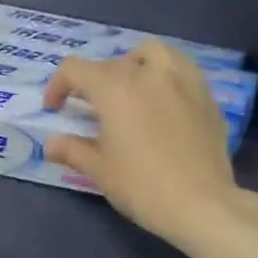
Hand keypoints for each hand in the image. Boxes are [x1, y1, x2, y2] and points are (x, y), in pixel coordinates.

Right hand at [43, 40, 241, 247]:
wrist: (200, 204)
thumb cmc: (141, 186)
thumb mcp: (99, 170)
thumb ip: (72, 150)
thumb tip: (51, 144)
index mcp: (115, 89)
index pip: (75, 69)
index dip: (58, 86)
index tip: (55, 109)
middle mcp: (148, 74)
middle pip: (112, 63)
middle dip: (94, 81)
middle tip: (91, 109)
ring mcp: (183, 80)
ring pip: (153, 53)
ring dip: (134, 64)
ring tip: (131, 90)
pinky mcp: (206, 96)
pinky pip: (181, 70)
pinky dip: (164, 76)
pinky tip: (163, 103)